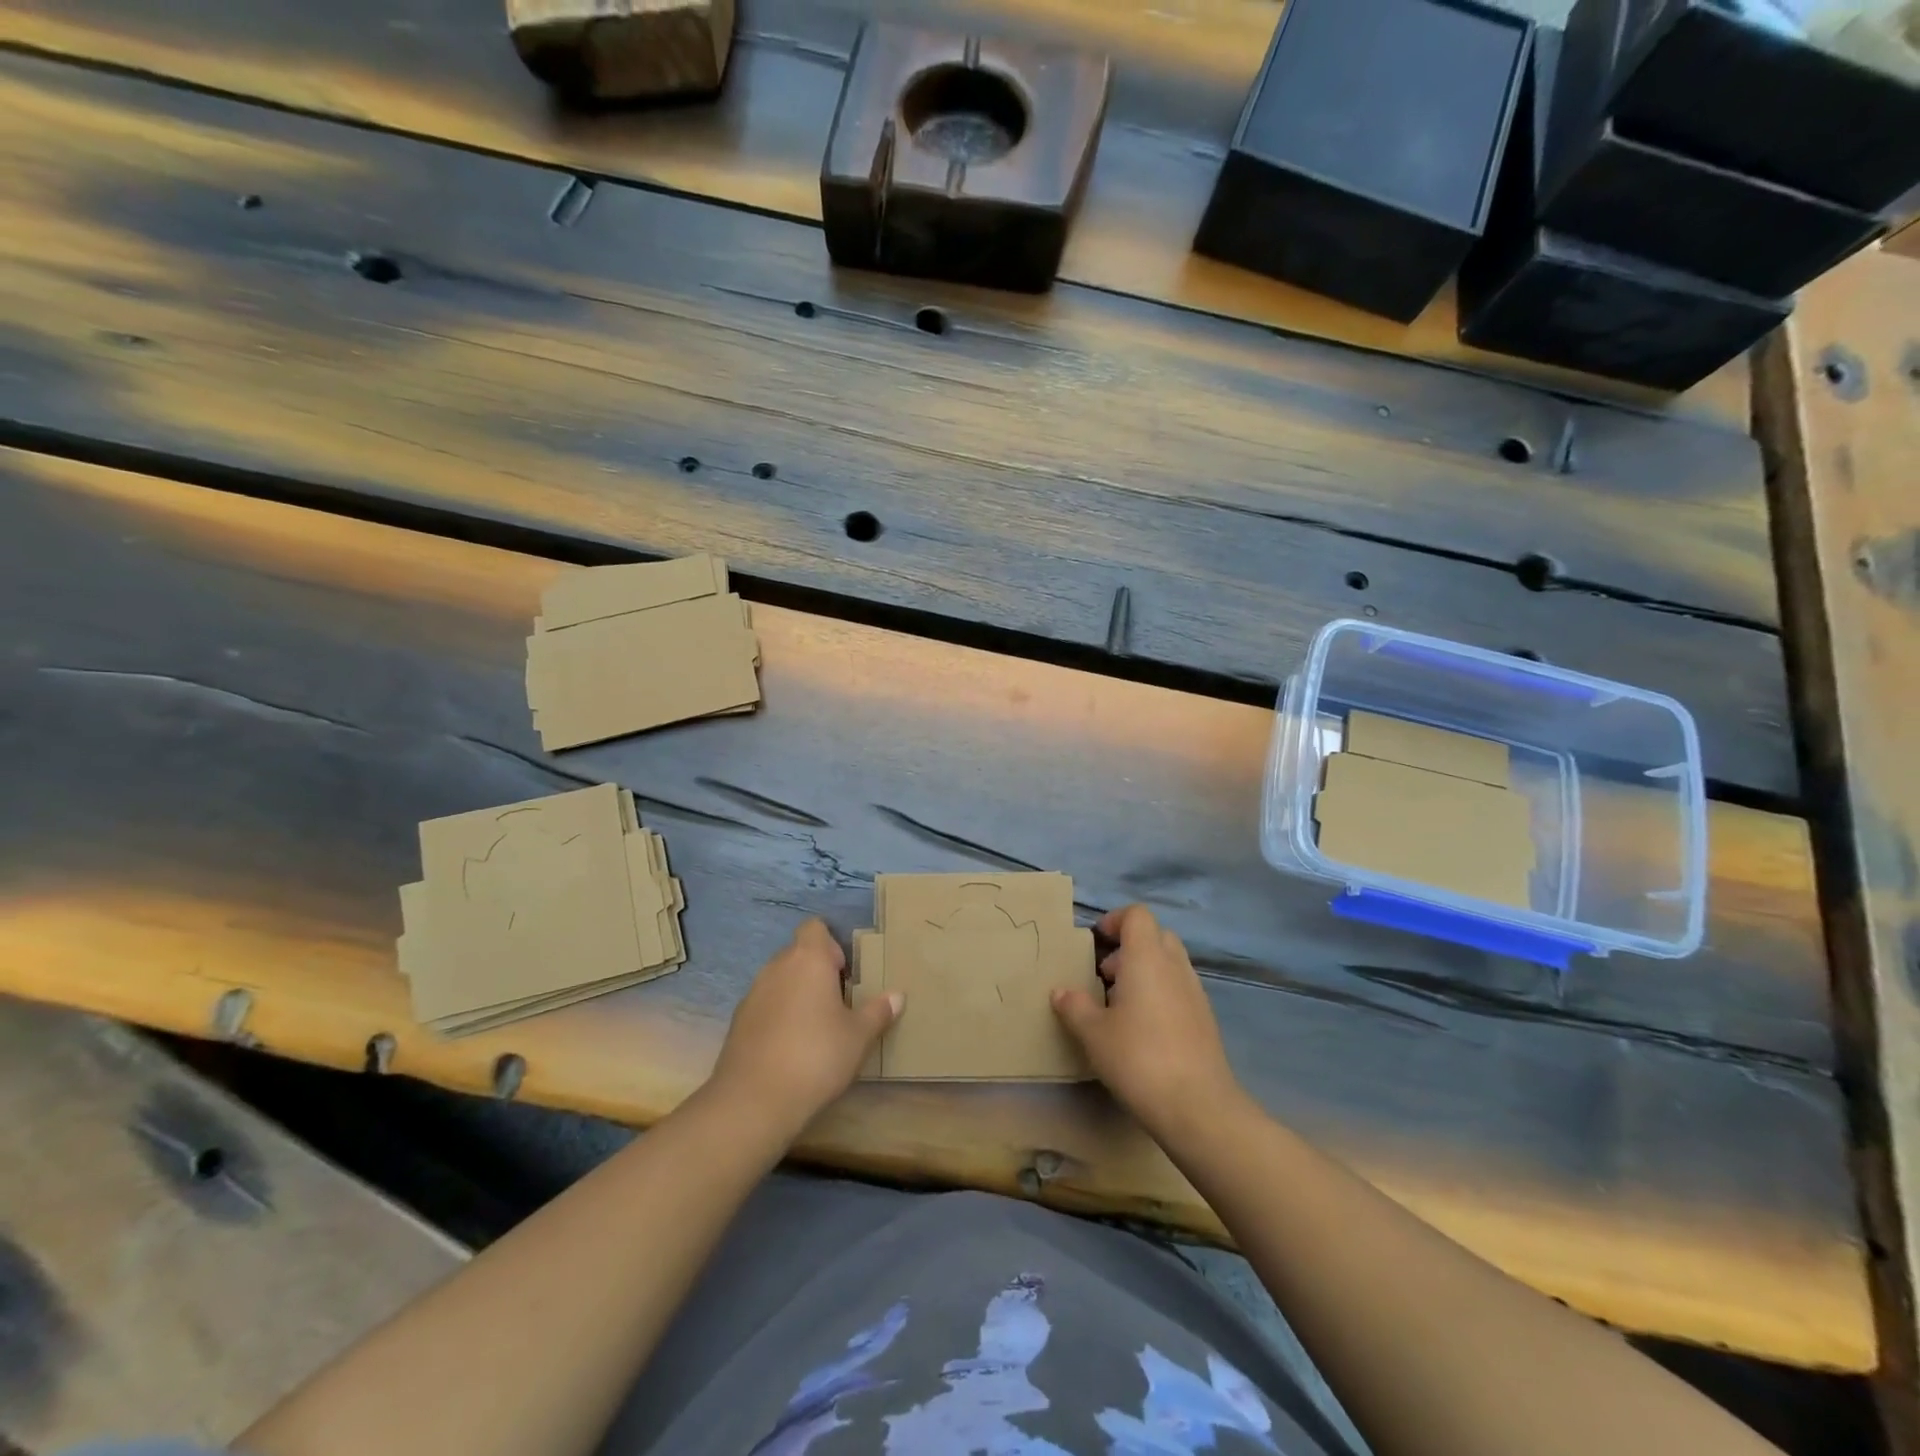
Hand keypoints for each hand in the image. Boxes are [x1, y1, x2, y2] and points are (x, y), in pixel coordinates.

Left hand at [707, 918, 901, 1139]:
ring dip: (797, 993)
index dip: (831, 944)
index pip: (815, 927)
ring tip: (817, 1026)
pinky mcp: (738, 1021)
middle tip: (839, 1002)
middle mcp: (777, 967)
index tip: (846, 972)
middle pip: (798, 953)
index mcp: (808, 959)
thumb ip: (878, 1012)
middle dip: (817, 971)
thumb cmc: (816, 1056)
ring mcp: (753, 993)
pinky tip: (791, 1046)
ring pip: (780, 979)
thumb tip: (897, 996)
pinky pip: (765, 1005)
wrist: (754, 1100)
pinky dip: (778, 1015)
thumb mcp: (858, 1037)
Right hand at [1052, 905, 1240, 1136]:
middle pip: (1155, 935)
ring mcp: (1195, 992)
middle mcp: (1175, 966)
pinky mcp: (1205, 1019)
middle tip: (1105, 975)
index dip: (1115, 920)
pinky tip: (1143, 1030)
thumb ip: (1074, 1006)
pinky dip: (1160, 994)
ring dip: (1144, 972)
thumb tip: (1060, 991)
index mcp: (1147, 957)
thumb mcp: (1094, 1033)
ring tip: (1119, 1006)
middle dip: (1129, 947)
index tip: (1096, 942)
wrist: (1198, 1106)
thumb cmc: (1138, 1058)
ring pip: (1169, 963)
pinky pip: (1179, 989)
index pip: (1137, 915)